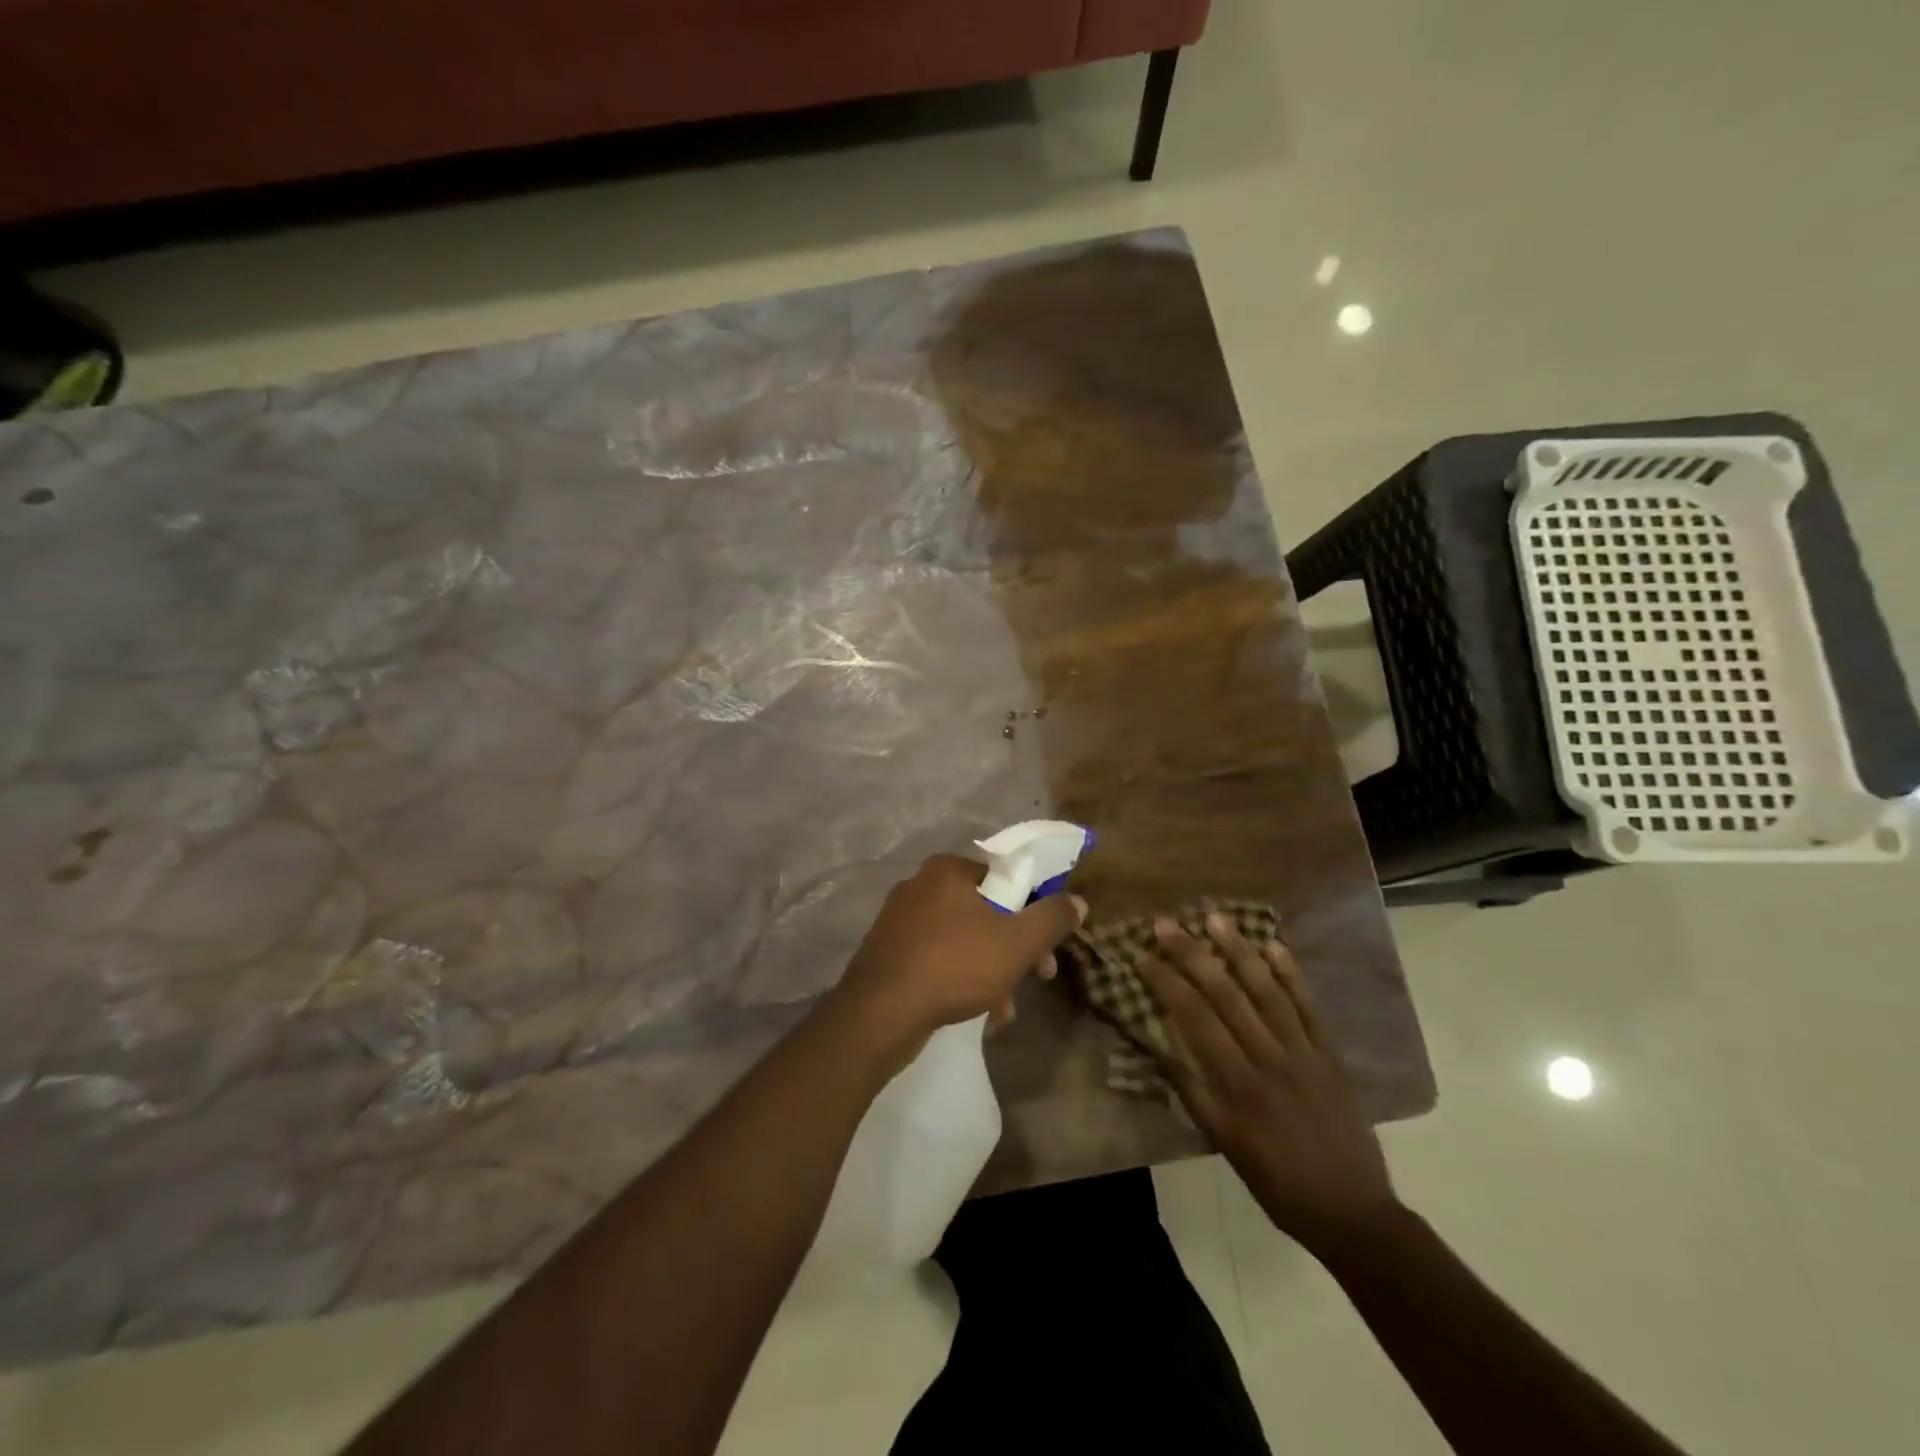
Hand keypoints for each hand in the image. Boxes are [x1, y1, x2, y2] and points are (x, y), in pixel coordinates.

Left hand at [832, 854, 1085, 1049]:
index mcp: (947, 870)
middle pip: (986, 911)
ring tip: (1005, 1010)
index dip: (1034, 910)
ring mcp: (900, 921)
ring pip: (964, 940)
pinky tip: (979, 1015)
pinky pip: (939, 959)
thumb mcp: (1017, 942)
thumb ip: (1052, 918)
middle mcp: (920, 886)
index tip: (1048, 945)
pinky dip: (962, 980)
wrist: (878, 1014)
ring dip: (992, 971)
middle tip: (1037, 978)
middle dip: (1015, 948)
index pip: (1005, 878)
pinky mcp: (889, 953)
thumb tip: (1077, 901)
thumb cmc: (954, 965)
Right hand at [1141, 912, 1400, 1261]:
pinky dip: (1292, 975)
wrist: (1352, 1211)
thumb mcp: (1224, 1144)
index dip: (1166, 982)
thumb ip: (1192, 1092)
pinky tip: (1274, 946)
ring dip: (1240, 951)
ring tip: (1216, 918)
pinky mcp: (1330, 1054)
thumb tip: (1158, 1047)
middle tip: (1167, 924)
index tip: (1143, 955)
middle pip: (1226, 995)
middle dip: (1192, 955)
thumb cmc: (1276, 1182)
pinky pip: (1309, 1007)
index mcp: (1238, 1085)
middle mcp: (1269, 1059)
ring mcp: (1304, 1053)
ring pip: (1267, 991)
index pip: (1194, 1019)